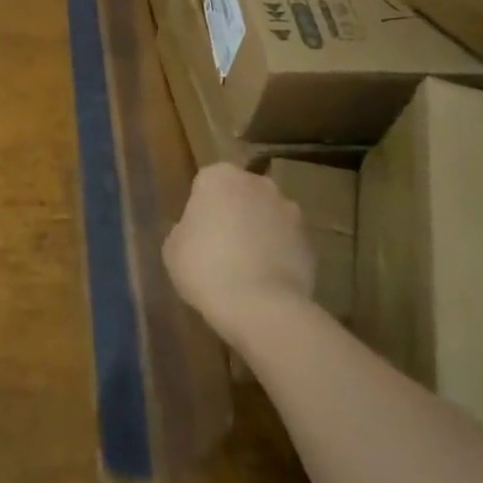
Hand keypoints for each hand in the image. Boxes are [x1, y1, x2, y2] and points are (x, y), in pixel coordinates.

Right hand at [163, 165, 313, 342]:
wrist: (261, 306)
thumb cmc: (205, 268)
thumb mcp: (173, 248)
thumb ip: (185, 229)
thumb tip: (198, 230)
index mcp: (219, 176)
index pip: (206, 183)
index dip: (201, 208)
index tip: (196, 233)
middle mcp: (257, 183)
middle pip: (241, 194)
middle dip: (233, 213)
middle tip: (219, 247)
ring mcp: (288, 210)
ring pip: (267, 216)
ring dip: (259, 232)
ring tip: (246, 269)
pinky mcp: (310, 240)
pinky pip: (286, 242)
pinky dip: (278, 254)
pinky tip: (266, 282)